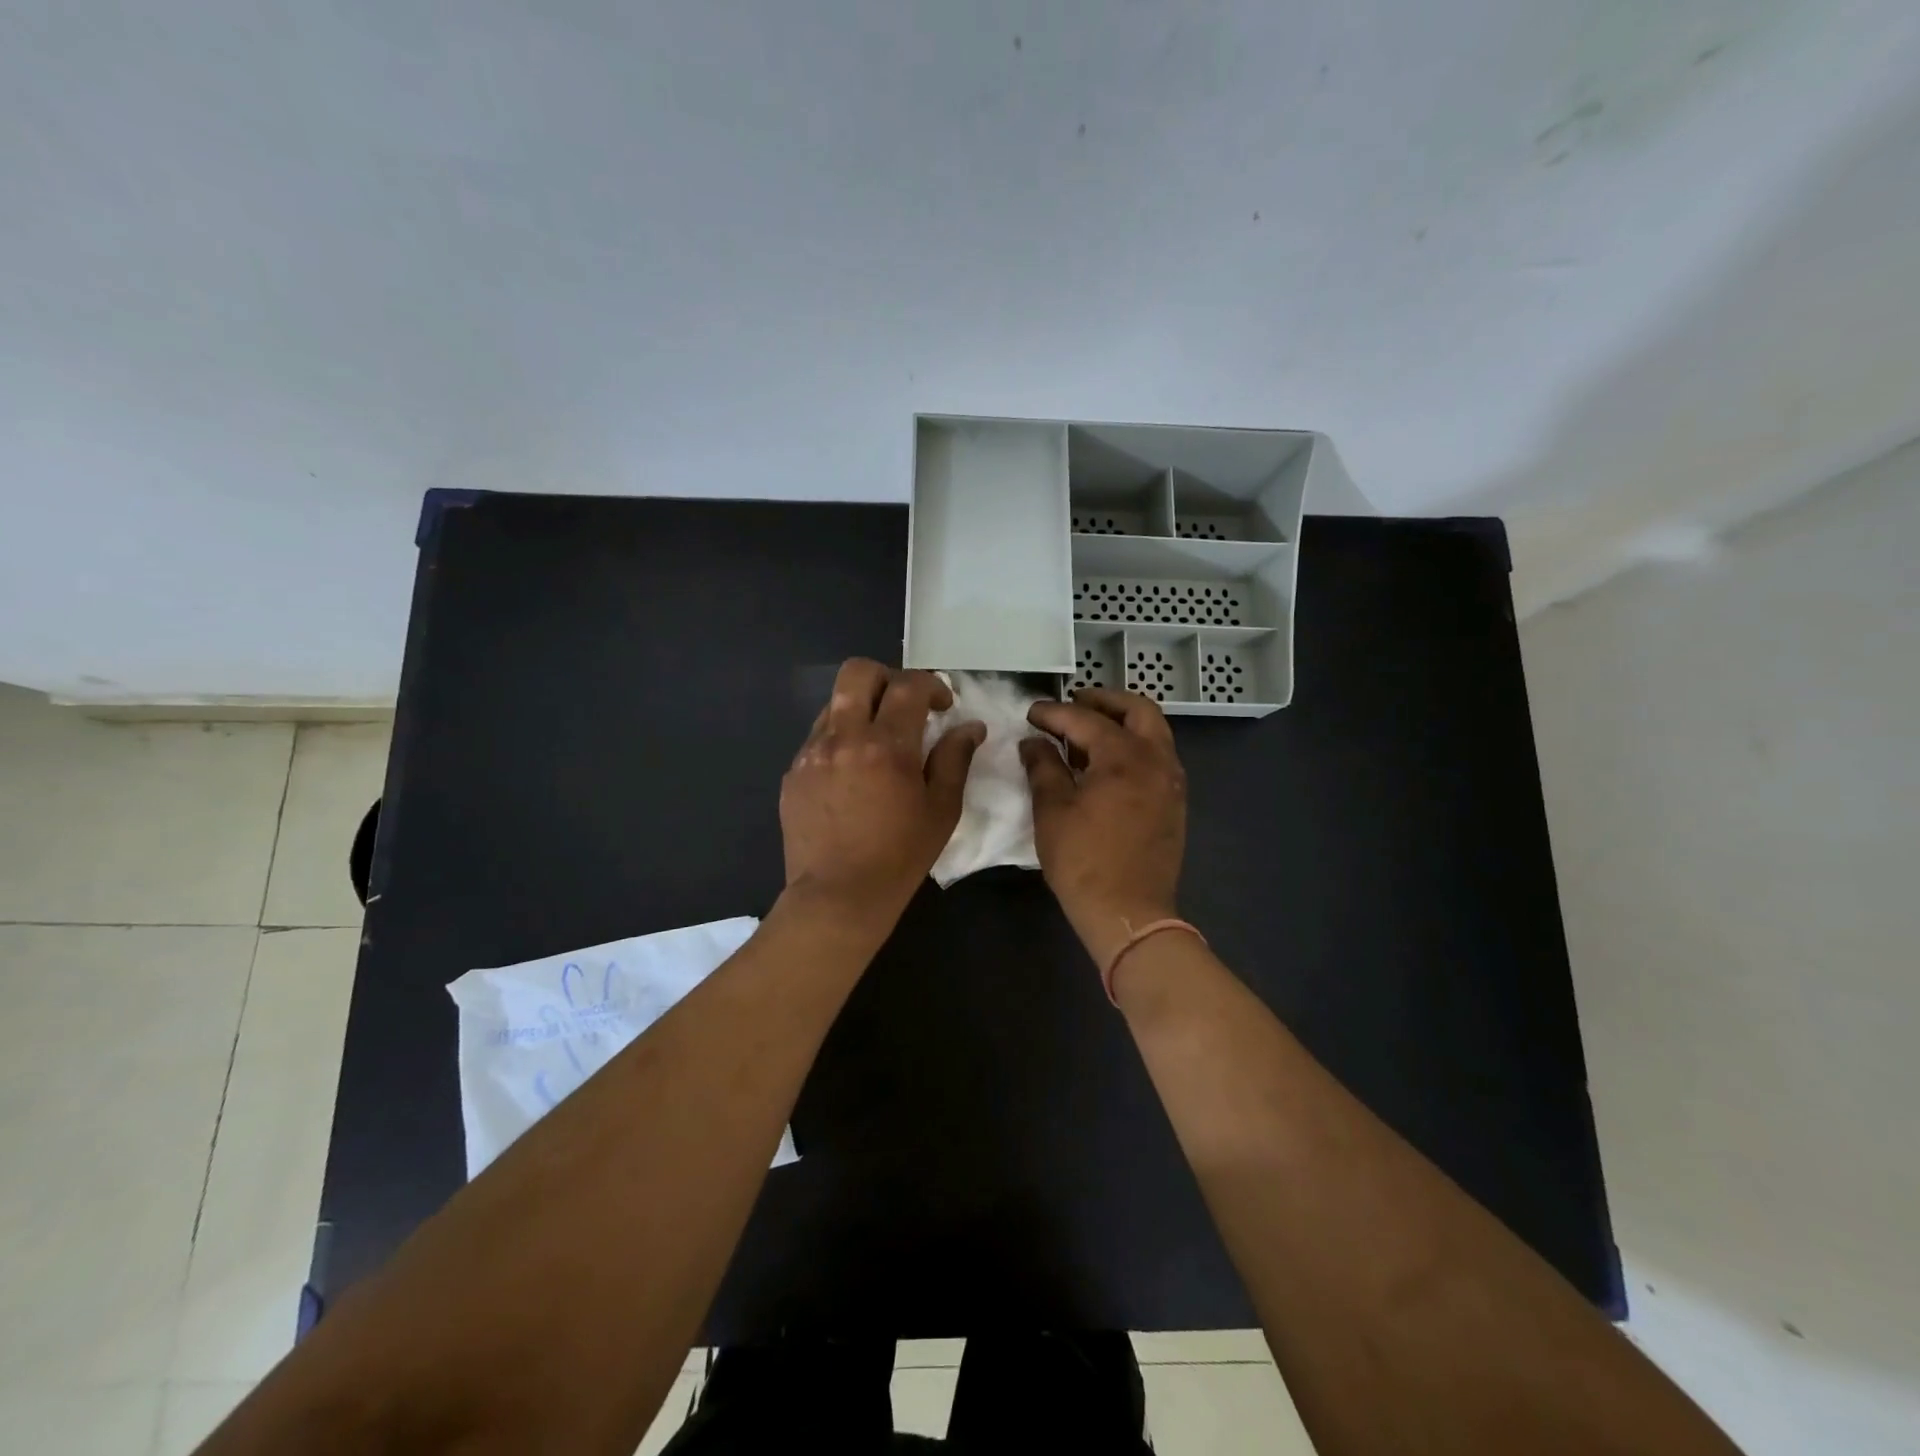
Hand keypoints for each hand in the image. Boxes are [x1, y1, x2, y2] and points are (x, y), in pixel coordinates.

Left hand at [780, 659, 983, 925]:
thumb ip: (955, 759)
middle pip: (858, 673)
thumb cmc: (900, 855)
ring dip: (860, 709)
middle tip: (904, 706)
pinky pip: (817, 738)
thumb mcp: (941, 809)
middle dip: (886, 677)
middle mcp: (844, 737)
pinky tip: (852, 775)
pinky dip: (840, 740)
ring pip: (834, 703)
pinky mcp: (793, 772)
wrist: (838, 895)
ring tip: (876, 744)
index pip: (908, 686)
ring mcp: (812, 753)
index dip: (931, 686)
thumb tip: (970, 726)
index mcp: (886, 746)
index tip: (942, 706)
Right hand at [1020, 687, 1186, 970]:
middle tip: (1074, 702)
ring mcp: (1171, 781)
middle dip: (1104, 700)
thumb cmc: (1084, 861)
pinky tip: (1108, 764)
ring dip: (1123, 722)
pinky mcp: (1174, 803)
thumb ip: (1043, 767)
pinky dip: (1135, 746)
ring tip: (1088, 733)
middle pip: (1138, 710)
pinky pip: (1158, 757)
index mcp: (1125, 756)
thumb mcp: (1052, 810)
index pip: (1086, 720)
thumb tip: (1034, 742)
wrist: (1129, 912)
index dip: (1054, 713)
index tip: (1031, 713)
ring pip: (1154, 732)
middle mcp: (1157, 759)